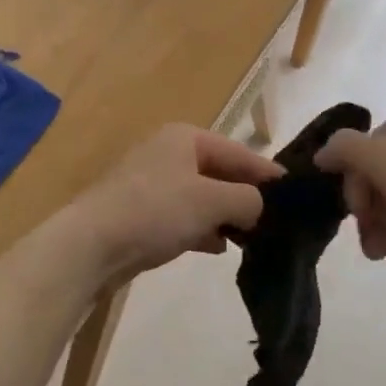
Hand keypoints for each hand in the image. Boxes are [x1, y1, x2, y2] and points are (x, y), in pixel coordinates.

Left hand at [65, 124, 282, 278]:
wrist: (90, 245)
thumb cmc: (155, 211)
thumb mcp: (212, 201)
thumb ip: (247, 199)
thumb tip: (258, 207)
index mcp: (185, 138)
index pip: (239, 152)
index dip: (267, 173)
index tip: (295, 193)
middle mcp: (167, 153)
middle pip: (219, 174)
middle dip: (245, 198)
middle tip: (276, 222)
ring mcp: (150, 184)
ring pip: (201, 197)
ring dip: (224, 216)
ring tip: (251, 239)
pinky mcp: (140, 213)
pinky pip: (181, 216)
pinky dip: (200, 228)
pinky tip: (216, 247)